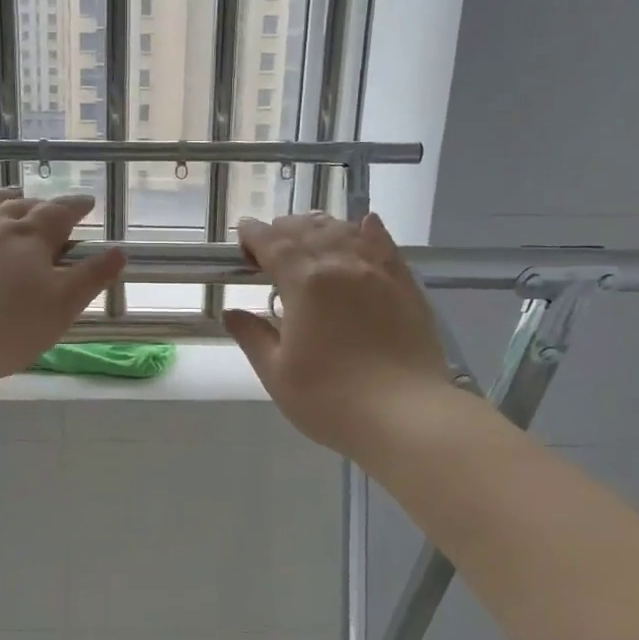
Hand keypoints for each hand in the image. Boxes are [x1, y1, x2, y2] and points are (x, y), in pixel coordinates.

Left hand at [0, 184, 125, 387]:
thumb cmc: (10, 328)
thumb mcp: (64, 306)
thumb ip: (92, 277)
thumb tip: (119, 250)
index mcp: (30, 239)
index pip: (59, 213)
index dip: (75, 206)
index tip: (87, 202)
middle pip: (19, 209)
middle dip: (39, 205)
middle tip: (49, 209)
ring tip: (8, 193)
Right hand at [223, 212, 457, 460]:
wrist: (405, 415)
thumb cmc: (330, 400)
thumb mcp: (276, 373)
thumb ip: (252, 336)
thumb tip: (232, 312)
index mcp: (304, 282)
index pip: (273, 243)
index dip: (254, 235)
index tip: (243, 238)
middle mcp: (341, 264)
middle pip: (308, 231)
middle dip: (283, 230)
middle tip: (270, 244)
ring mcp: (378, 271)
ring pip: (345, 231)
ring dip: (320, 227)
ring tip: (308, 235)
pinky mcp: (406, 284)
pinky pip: (384, 244)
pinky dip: (367, 229)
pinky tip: (363, 224)